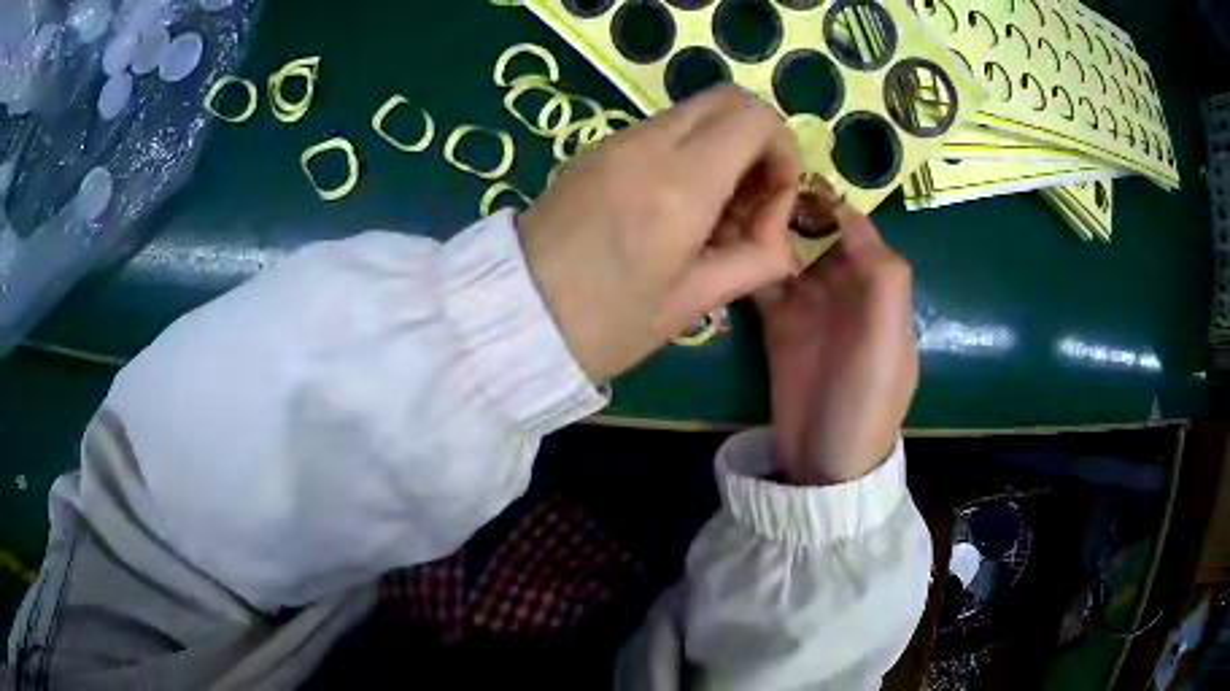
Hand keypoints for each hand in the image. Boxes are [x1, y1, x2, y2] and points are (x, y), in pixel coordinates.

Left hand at [517, 86, 798, 381]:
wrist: (512, 317)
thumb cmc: (604, 325)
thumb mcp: (691, 303)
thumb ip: (753, 261)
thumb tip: (778, 238)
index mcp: (679, 186)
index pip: (755, 119)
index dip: (783, 154)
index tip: (772, 205)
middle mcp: (648, 146)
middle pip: (728, 99)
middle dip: (757, 142)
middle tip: (751, 200)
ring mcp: (616, 141)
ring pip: (695, 112)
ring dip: (723, 147)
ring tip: (713, 213)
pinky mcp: (595, 149)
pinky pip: (662, 129)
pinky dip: (690, 152)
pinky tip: (677, 206)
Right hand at [755, 179, 917, 484]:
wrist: (824, 469)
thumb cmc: (864, 406)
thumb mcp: (887, 346)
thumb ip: (884, 281)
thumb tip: (850, 215)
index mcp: (879, 289)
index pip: (857, 229)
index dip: (829, 201)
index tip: (789, 174)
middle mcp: (846, 289)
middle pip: (817, 234)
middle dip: (789, 207)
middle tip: (746, 183)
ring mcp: (810, 306)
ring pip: (788, 252)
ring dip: (764, 229)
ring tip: (727, 201)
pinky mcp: (779, 325)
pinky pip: (764, 282)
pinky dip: (748, 261)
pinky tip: (722, 240)